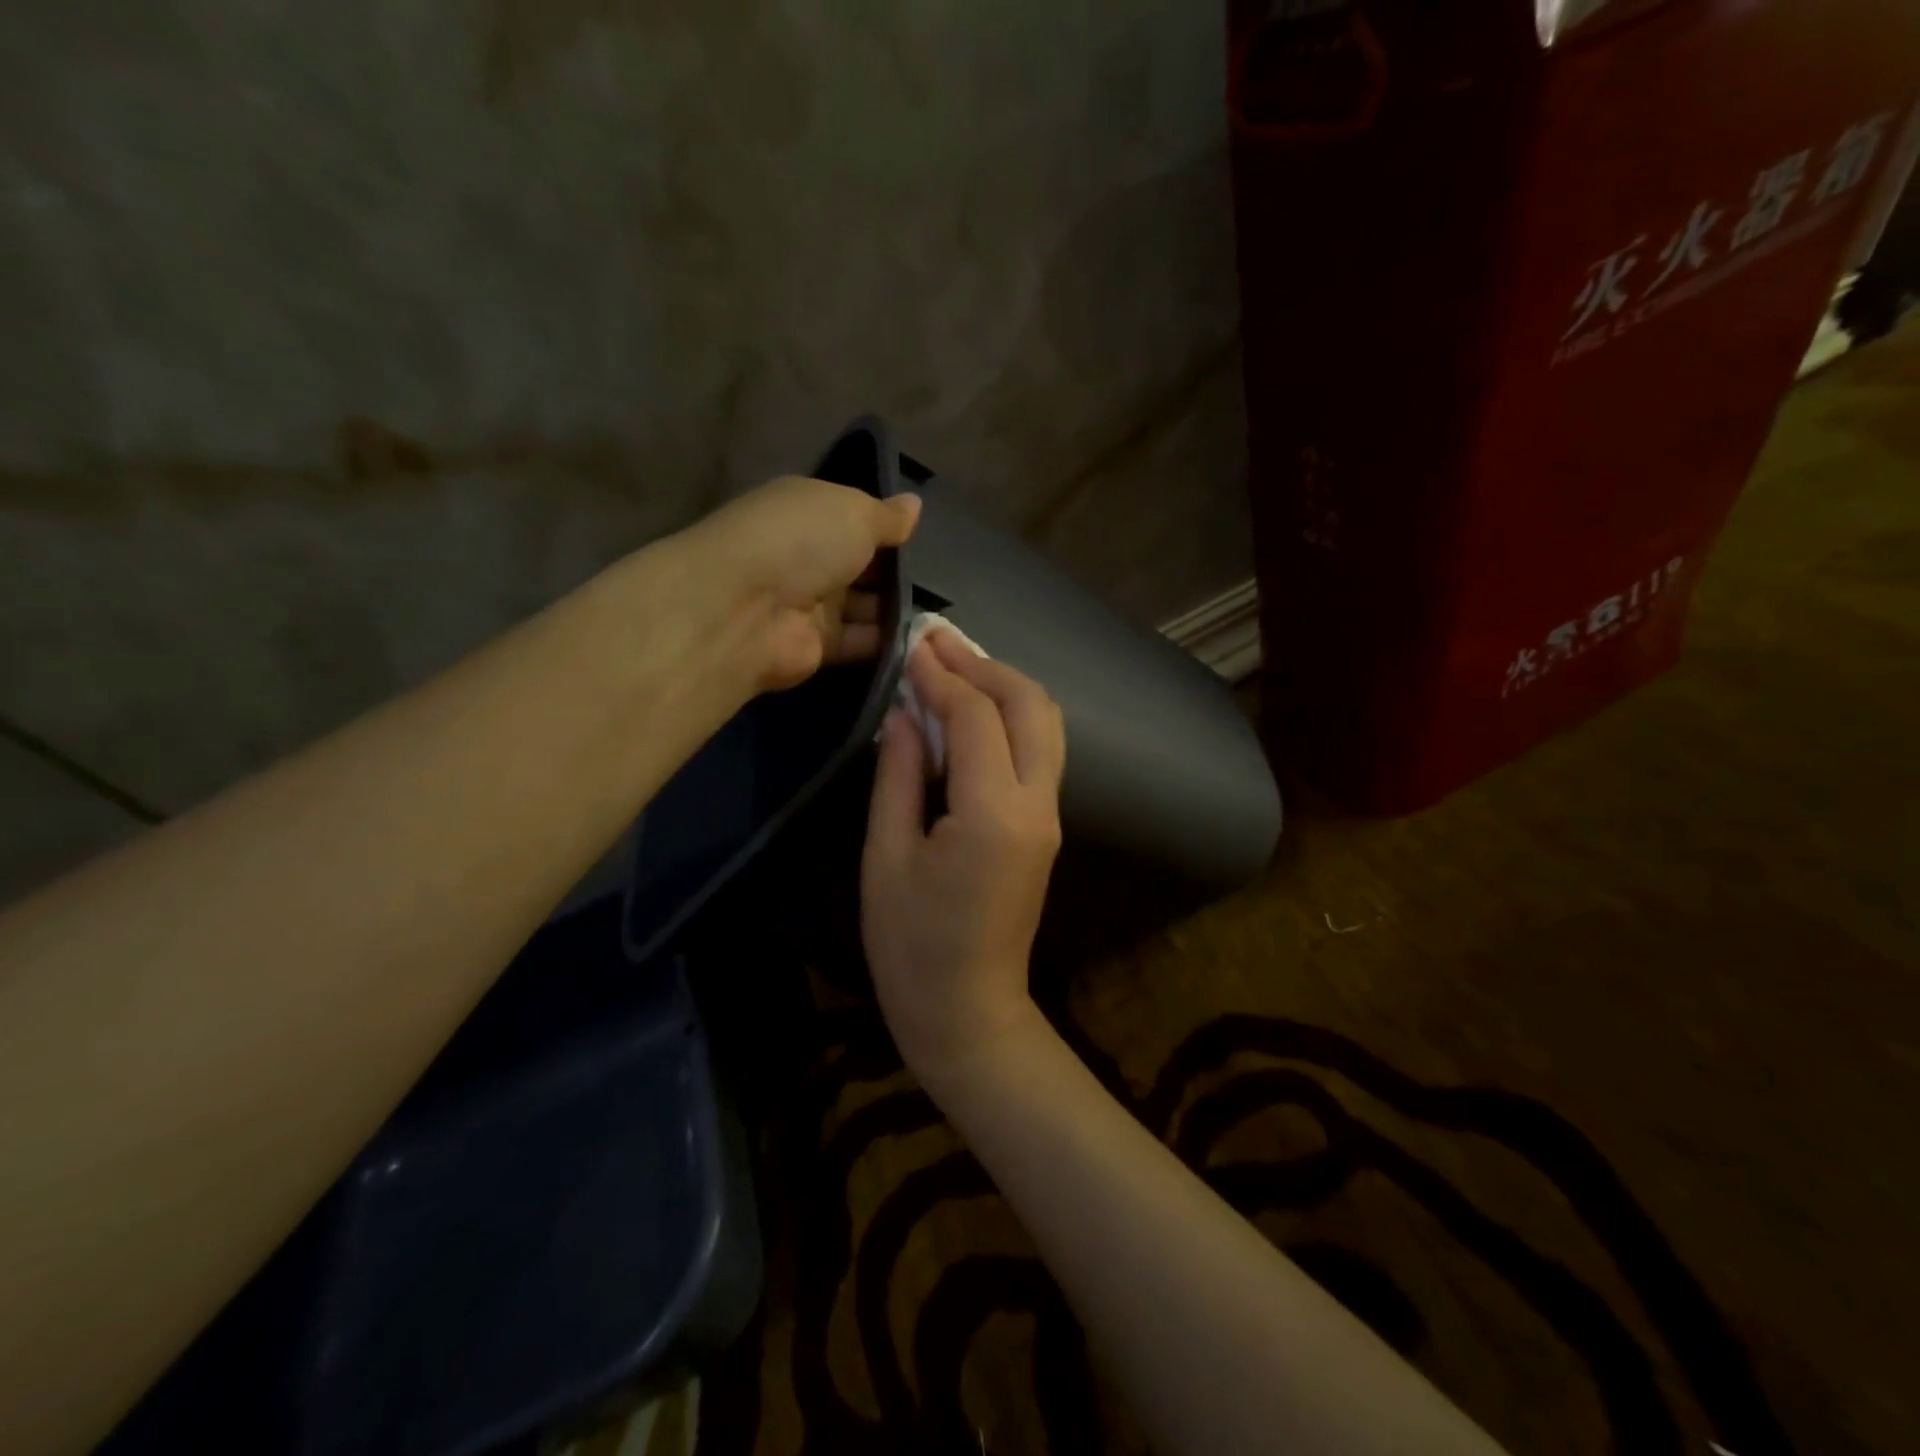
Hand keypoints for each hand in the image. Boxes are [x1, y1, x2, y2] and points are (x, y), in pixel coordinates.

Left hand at [686, 475, 920, 692]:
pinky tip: (922, 639)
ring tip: (939, 611)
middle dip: (895, 572)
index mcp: (807, 513)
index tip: (921, 537)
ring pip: (863, 606)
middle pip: (860, 565)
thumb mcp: (853, 512)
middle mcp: (806, 557)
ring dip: (895, 608)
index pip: (852, 518)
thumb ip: (887, 516)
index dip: (885, 527)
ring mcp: (809, 604)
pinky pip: (860, 641)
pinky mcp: (816, 646)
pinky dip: (888, 641)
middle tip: (940, 578)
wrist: (748, 610)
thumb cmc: (801, 541)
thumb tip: (914, 504)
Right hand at [861, 630, 1066, 1079]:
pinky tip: (971, 711)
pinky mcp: (1046, 826)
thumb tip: (905, 712)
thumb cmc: (911, 945)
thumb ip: (899, 775)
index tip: (911, 644)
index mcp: (993, 814)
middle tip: (937, 643)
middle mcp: (1036, 805)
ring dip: (1004, 685)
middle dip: (985, 665)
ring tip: (954, 666)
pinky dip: (1010, 717)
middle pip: (1031, 705)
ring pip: (1046, 723)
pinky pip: (1038, 751)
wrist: (967, 1011)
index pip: (976, 716)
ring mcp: (1049, 816)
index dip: (941, 675)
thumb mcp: (886, 855)